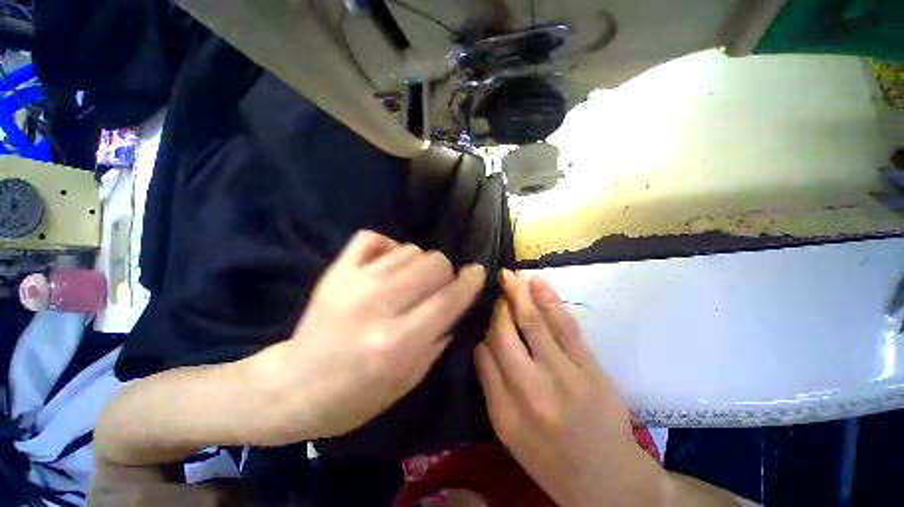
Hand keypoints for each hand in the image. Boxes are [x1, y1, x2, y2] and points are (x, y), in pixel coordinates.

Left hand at [249, 230, 485, 444]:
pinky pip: (374, 238)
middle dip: (445, 273)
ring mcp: (354, 283)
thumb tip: (457, 303)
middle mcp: (378, 306)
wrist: (291, 387)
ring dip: (420, 263)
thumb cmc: (354, 397)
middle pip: (433, 263)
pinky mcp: (335, 271)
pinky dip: (389, 247)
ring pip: (410, 249)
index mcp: (397, 342)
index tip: (477, 272)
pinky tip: (388, 265)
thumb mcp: (408, 380)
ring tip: (411, 281)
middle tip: (437, 287)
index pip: (449, 298)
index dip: (471, 281)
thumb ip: (439, 337)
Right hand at [475, 270, 663, 506]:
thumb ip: (492, 386)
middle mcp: (529, 390)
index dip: (483, 332)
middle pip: (503, 335)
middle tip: (498, 287)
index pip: (483, 356)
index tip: (488, 319)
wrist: (607, 481)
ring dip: (519, 295)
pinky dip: (549, 301)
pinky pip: (564, 327)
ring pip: (532, 324)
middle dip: (498, 308)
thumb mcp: (509, 432)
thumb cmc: (551, 460)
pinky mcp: (588, 368)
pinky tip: (537, 283)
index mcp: (503, 412)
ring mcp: (562, 376)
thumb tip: (484, 344)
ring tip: (511, 276)